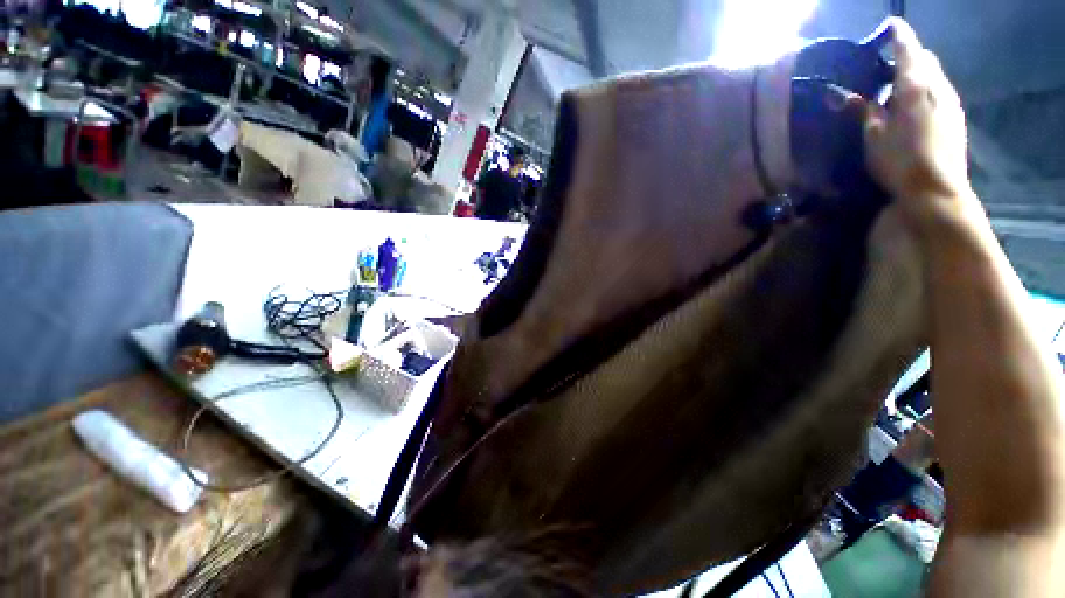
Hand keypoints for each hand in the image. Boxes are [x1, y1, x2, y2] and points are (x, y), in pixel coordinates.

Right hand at [860, 18, 981, 236]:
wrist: (937, 190)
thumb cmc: (900, 161)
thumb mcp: (873, 137)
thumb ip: (862, 111)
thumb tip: (841, 95)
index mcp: (915, 86)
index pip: (907, 49)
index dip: (898, 34)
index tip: (889, 25)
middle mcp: (938, 87)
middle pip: (925, 60)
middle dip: (908, 56)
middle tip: (886, 67)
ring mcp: (951, 103)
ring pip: (934, 76)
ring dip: (917, 75)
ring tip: (898, 89)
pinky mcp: (956, 118)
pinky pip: (940, 93)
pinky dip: (926, 91)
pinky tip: (914, 108)